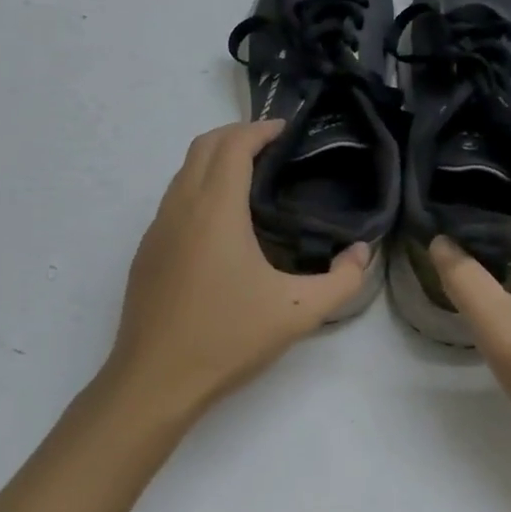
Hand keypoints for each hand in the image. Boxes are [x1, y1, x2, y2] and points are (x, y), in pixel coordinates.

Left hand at [105, 120, 370, 425]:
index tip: (286, 129)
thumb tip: (363, 252)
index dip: (260, 129)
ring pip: (184, 170)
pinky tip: (222, 219)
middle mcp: (181, 206)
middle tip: (272, 145)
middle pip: (204, 145)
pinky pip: (174, 197)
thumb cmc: (226, 338)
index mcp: (215, 209)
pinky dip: (199, 185)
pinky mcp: (147, 250)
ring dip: (215, 158)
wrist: (153, 382)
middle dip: (237, 134)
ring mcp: (158, 228)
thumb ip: (342, 281)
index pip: (234, 145)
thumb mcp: (297, 313)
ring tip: (251, 174)